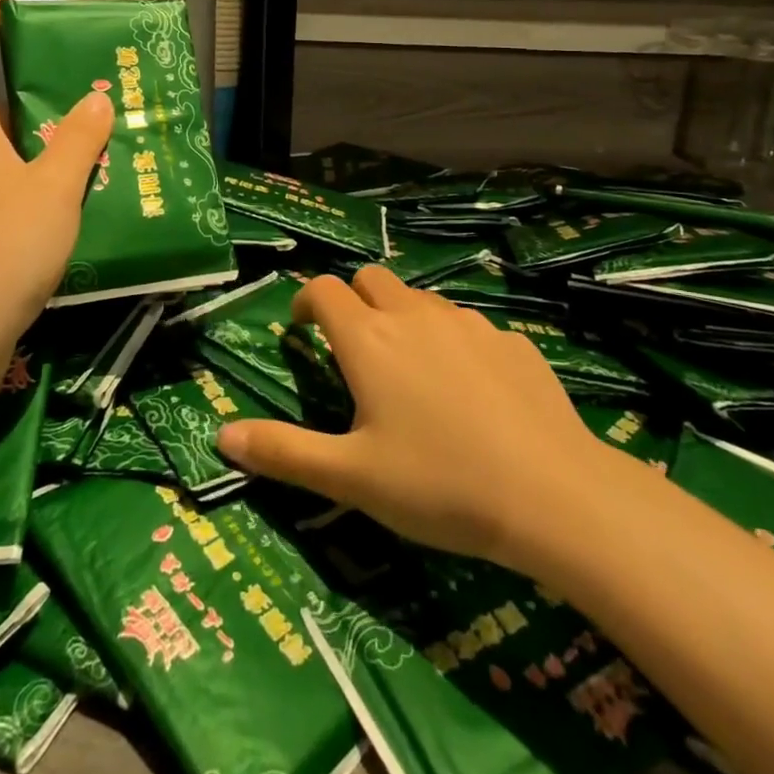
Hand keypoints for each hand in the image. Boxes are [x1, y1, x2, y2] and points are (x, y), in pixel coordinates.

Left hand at [0, 0, 112, 402]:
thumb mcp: (53, 187)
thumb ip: (77, 140)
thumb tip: (96, 100)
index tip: (10, 9)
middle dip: (32, 81)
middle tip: (86, 78)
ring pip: (7, 144)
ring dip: (47, 133)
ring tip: (102, 129)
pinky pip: (15, 182)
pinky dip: (47, 174)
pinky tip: (87, 188)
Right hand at [216, 265, 600, 566]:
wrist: (552, 495)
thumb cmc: (438, 485)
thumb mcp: (350, 477)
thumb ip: (283, 453)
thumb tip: (221, 435)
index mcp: (369, 339)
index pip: (323, 290)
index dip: (305, 302)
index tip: (301, 330)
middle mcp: (415, 315)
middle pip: (372, 278)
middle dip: (354, 300)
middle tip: (354, 349)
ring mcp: (469, 323)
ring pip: (422, 299)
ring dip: (404, 319)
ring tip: (411, 373)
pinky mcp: (512, 341)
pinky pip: (470, 327)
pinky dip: (454, 344)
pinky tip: (471, 394)